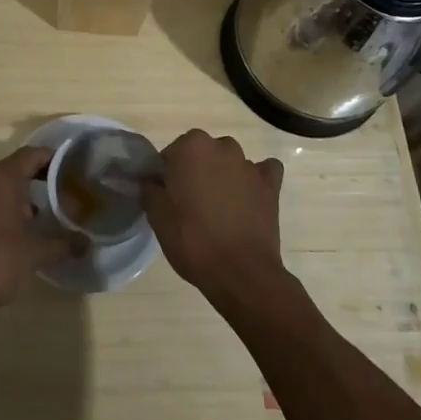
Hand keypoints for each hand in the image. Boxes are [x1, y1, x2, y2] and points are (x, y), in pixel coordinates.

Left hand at [0, 145, 79, 317]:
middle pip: (15, 167)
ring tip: (43, 214)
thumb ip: (63, 244)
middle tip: (62, 191)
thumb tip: (87, 243)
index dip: (53, 158)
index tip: (72, 168)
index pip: (31, 154)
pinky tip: (17, 231)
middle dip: (39, 178)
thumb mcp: (36, 253)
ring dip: (21, 195)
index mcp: (2, 179)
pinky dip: (4, 207)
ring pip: (0, 185)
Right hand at [141, 130, 288, 308]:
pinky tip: (250, 198)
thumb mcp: (157, 216)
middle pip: (202, 154)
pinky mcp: (270, 185)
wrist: (239, 273)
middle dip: (197, 172)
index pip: (172, 154)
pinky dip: (257, 181)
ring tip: (220, 209)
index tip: (168, 198)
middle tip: (191, 204)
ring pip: (230, 163)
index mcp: (191, 146)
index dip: (168, 176)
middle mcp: (222, 146)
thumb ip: (150, 189)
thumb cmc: (192, 239)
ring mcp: (249, 165)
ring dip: (224, 177)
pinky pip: (264, 172)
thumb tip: (152, 180)